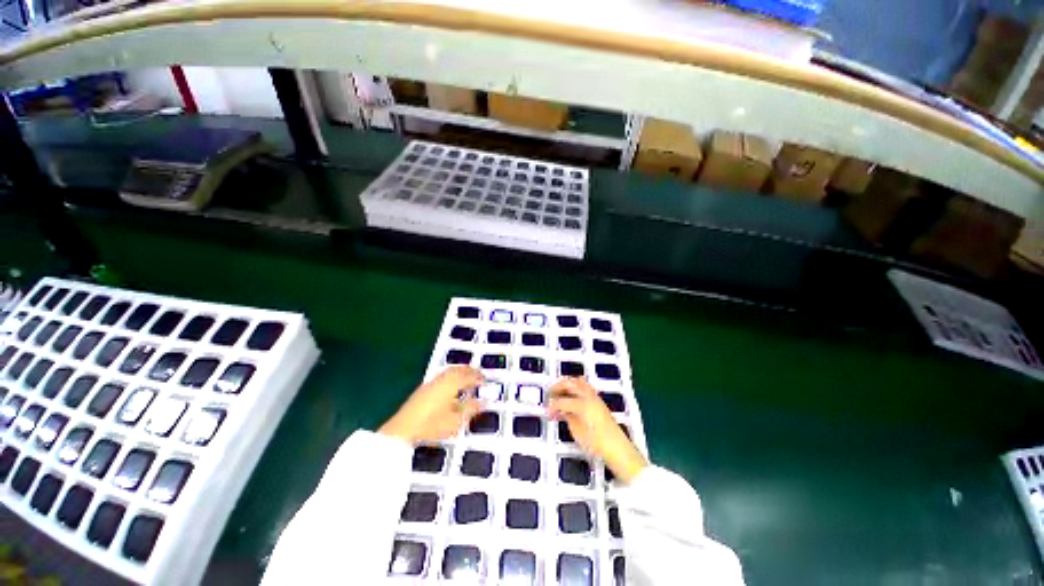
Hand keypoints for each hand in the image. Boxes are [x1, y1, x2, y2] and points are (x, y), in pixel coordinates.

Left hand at [379, 366, 483, 442]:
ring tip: (468, 379)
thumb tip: (481, 402)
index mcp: (450, 384)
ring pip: (450, 372)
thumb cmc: (430, 426)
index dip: (478, 377)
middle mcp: (441, 380)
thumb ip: (470, 410)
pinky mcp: (424, 389)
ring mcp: (431, 383)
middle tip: (479, 376)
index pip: (468, 376)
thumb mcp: (454, 421)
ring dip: (461, 373)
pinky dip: (452, 377)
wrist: (402, 430)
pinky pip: (443, 376)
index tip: (486, 380)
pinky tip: (453, 387)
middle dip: (470, 371)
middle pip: (458, 369)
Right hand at [548, 377, 647, 483]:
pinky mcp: (599, 400)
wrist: (617, 448)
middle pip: (570, 384)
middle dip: (558, 387)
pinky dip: (575, 387)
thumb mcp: (577, 432)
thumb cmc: (596, 443)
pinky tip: (571, 395)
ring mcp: (595, 397)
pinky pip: (585, 387)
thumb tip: (562, 410)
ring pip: (578, 382)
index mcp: (581, 404)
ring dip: (567, 384)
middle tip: (550, 393)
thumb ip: (568, 417)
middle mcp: (588, 396)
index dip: (552, 406)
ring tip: (559, 391)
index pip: (562, 401)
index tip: (547, 412)